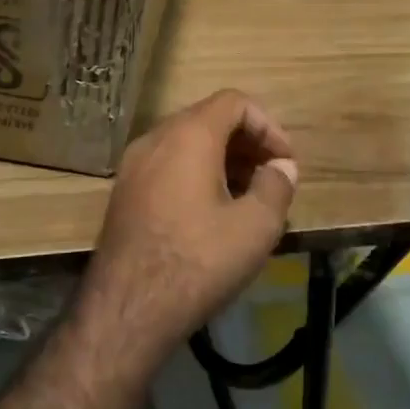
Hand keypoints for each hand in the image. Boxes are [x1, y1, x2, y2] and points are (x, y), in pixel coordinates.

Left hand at [73, 90, 297, 371]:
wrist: (128, 307)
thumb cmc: (198, 260)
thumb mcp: (255, 227)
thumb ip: (276, 187)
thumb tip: (281, 167)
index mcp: (189, 135)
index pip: (234, 101)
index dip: (268, 124)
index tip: (285, 161)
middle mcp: (156, 138)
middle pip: (208, 118)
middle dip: (246, 141)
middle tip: (271, 176)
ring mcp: (134, 164)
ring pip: (185, 142)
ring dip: (222, 158)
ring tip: (247, 196)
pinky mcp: (124, 191)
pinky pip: (167, 164)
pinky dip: (195, 172)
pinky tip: (212, 211)